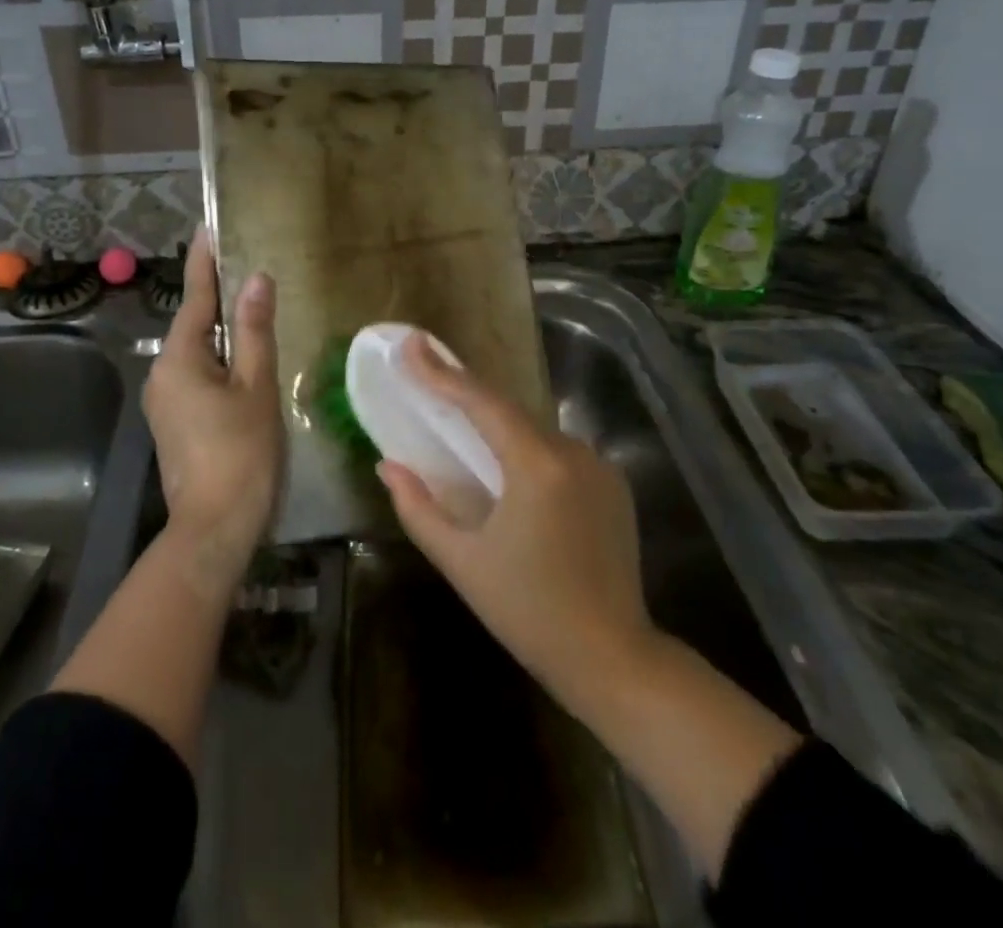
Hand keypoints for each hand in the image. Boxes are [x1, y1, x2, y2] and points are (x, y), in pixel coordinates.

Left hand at [142, 228, 282, 592]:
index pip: (197, 298)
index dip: (205, 262)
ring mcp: (164, 400)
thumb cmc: (241, 452)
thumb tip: (258, 280)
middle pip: (196, 325)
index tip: (208, 228)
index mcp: (179, 359)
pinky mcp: (173, 421)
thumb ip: (256, 331)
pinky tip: (245, 362)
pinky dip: (220, 361)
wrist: (214, 526)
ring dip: (224, 333)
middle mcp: (162, 373)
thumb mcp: (256, 386)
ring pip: (198, 352)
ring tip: (255, 312)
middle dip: (220, 299)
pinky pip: (197, 375)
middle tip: (250, 271)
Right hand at [378, 334, 657, 711]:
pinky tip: (509, 472)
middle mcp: (573, 452)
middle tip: (428, 380)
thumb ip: (419, 508)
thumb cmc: (529, 611)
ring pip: (534, 432)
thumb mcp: (462, 561)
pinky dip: (527, 450)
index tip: (412, 344)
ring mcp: (600, 467)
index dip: (442, 372)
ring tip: (463, 431)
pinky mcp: (614, 485)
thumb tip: (388, 465)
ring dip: (498, 428)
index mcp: (537, 465)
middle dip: (466, 395)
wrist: (613, 658)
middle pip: (509, 411)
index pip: (481, 402)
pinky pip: (559, 453)